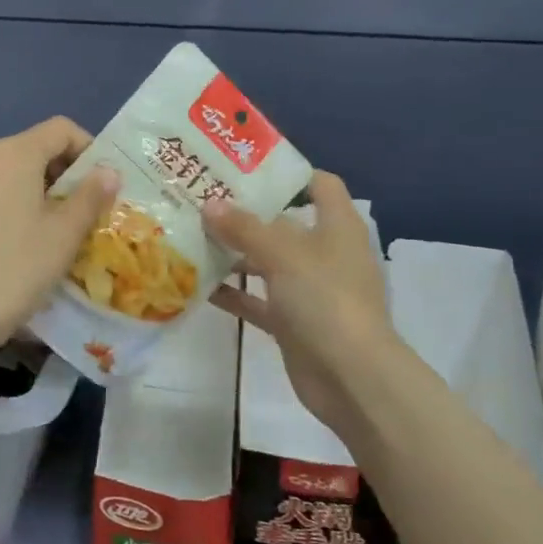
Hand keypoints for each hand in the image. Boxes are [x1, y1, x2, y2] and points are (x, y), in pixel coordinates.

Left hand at [0, 117, 119, 356]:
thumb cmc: (15, 270)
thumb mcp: (64, 234)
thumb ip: (91, 196)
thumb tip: (109, 171)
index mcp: (12, 154)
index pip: (61, 129)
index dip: (90, 149)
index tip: (106, 185)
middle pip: (37, 150)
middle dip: (69, 175)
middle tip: (92, 212)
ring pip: (16, 176)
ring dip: (46, 193)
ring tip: (65, 231)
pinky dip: (20, 207)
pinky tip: (30, 244)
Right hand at [203, 172, 393, 439]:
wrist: (351, 378)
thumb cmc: (325, 300)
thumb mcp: (283, 255)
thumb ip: (245, 228)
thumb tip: (209, 204)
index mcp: (337, 226)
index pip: (319, 184)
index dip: (287, 172)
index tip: (244, 166)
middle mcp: (325, 253)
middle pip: (284, 223)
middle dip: (246, 214)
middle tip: (201, 200)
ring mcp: (309, 290)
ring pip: (267, 263)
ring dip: (234, 254)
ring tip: (191, 237)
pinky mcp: (293, 322)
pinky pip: (258, 301)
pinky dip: (233, 294)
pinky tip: (198, 285)